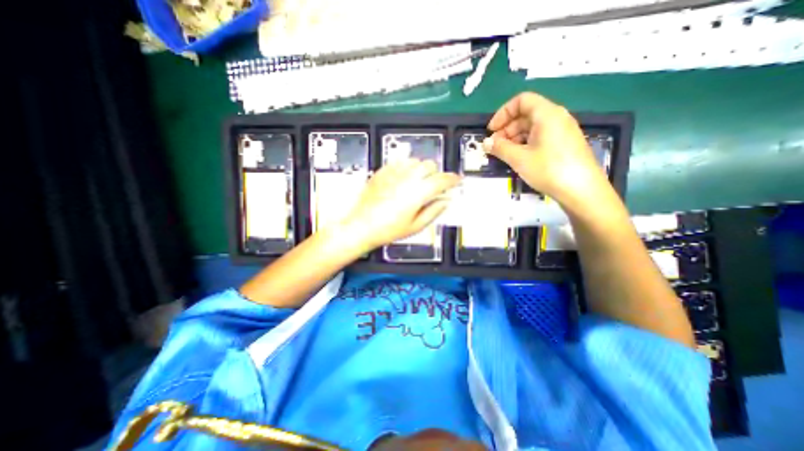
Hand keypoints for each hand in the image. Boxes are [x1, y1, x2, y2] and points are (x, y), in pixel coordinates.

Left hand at [338, 158, 461, 250]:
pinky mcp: (382, 171)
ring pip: (415, 161)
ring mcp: (393, 173)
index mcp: (418, 193)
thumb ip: (433, 211)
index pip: (442, 180)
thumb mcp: (415, 226)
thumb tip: (445, 201)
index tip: (456, 180)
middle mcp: (407, 178)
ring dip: (422, 169)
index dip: (452, 179)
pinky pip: (400, 161)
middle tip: (434, 185)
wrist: (361, 226)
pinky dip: (407, 167)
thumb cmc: (388, 230)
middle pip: (429, 165)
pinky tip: (404, 178)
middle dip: (436, 173)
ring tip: (418, 181)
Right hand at [486, 90, 612, 210]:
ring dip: (514, 138)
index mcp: (547, 114)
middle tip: (494, 146)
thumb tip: (486, 142)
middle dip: (506, 128)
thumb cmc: (549, 169)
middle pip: (526, 114)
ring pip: (532, 127)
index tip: (491, 130)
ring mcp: (562, 131)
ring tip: (504, 154)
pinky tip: (518, 158)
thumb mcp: (519, 158)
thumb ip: (500, 148)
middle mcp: (556, 118)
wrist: (582, 191)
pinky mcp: (564, 144)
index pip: (522, 100)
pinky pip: (540, 137)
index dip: (503, 113)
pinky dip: (525, 144)